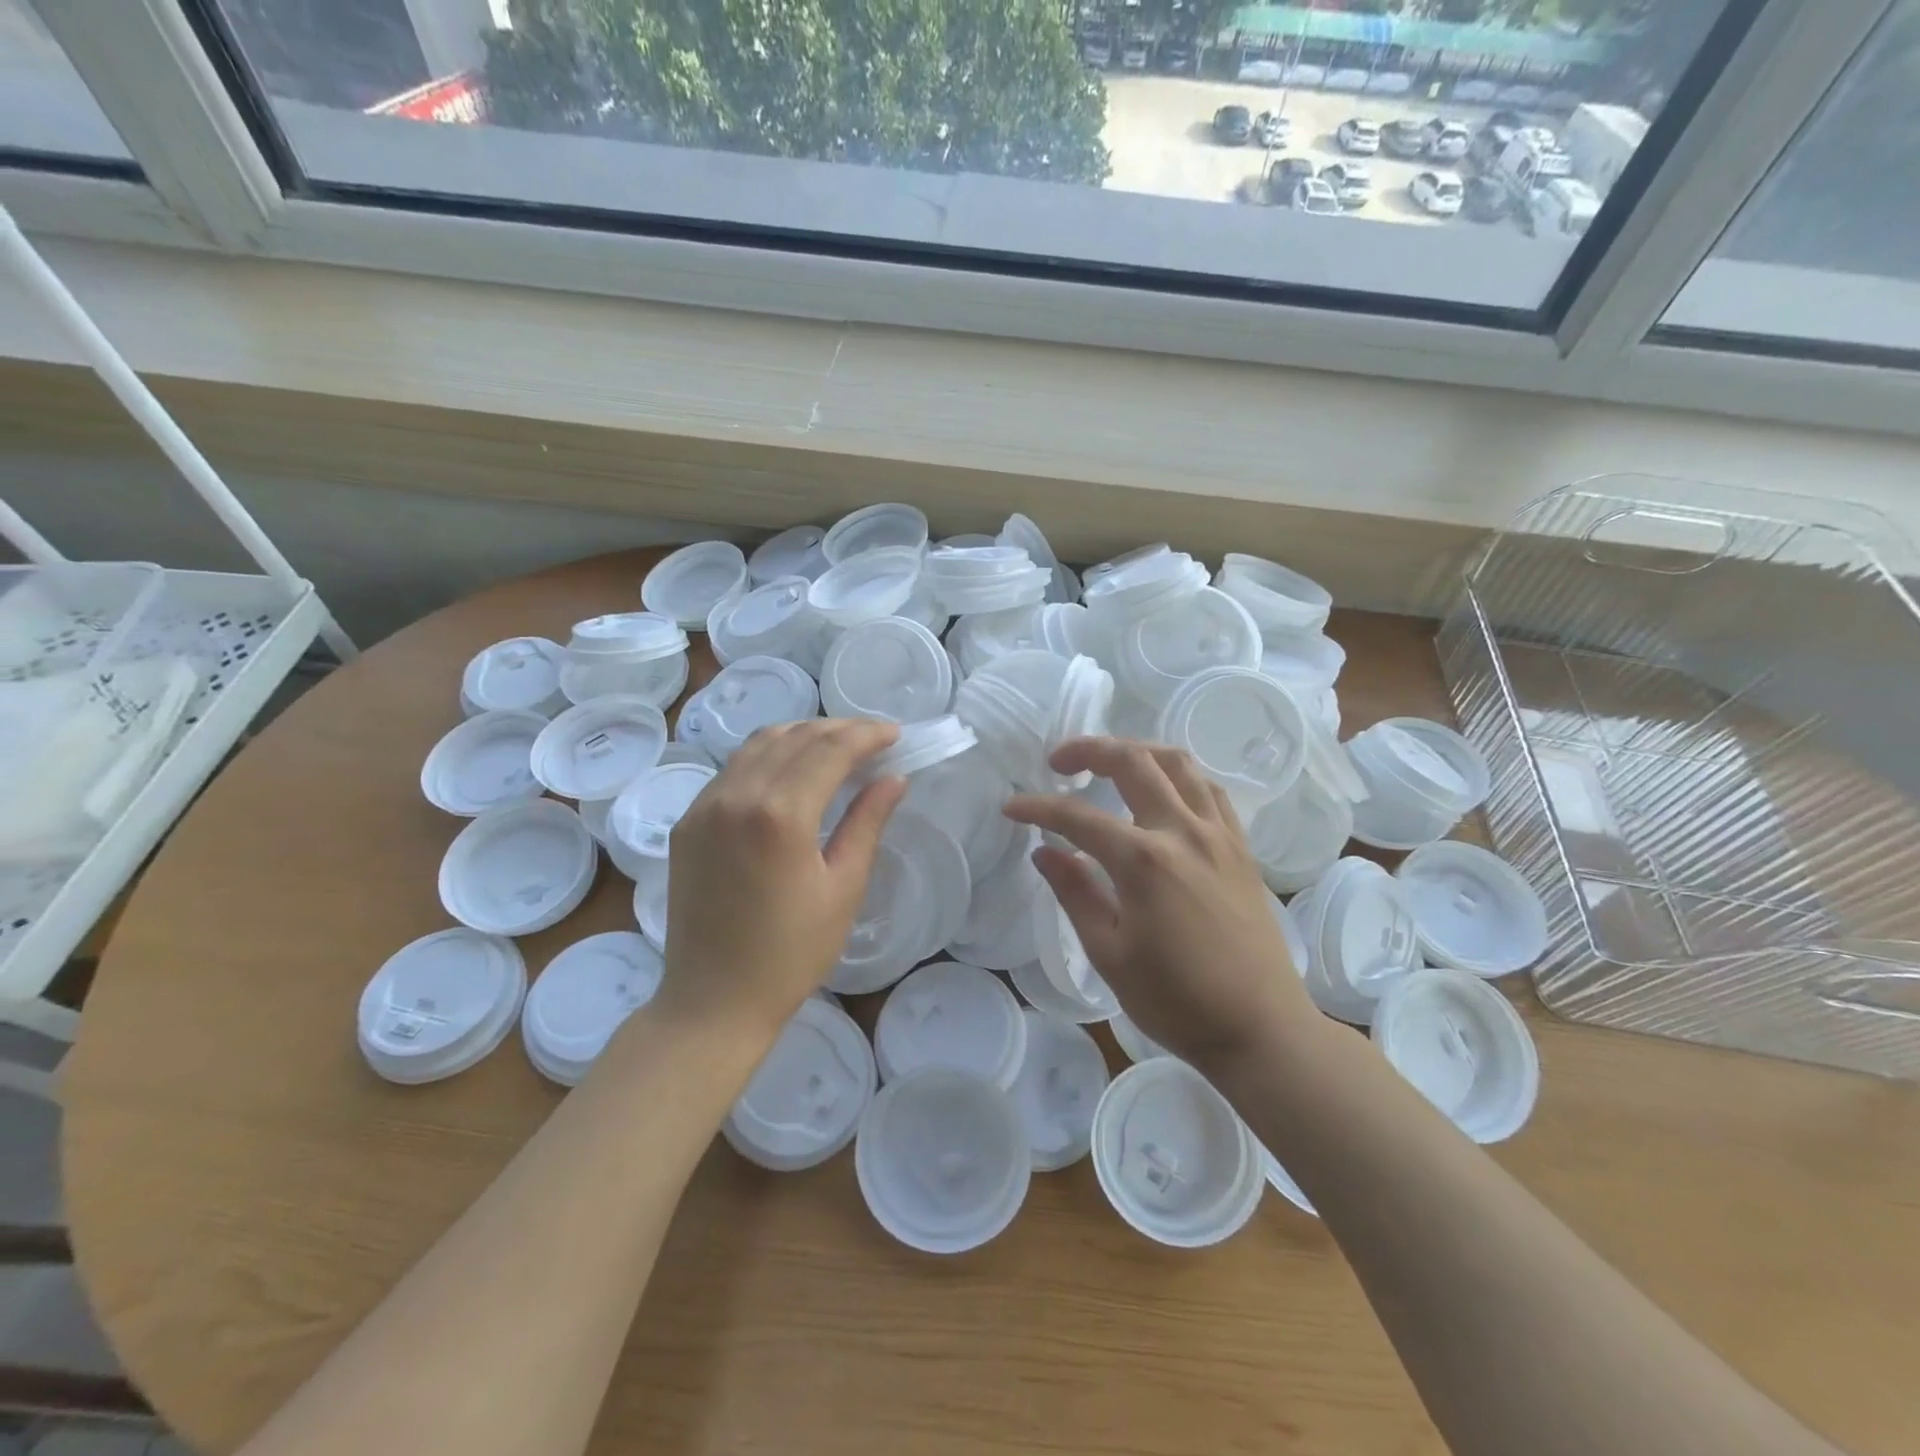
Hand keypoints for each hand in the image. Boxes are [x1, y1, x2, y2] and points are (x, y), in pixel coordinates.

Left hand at [657, 719, 905, 1042]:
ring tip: (835, 746)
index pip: (830, 749)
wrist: (713, 1000)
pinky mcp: (688, 822)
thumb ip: (867, 823)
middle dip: (838, 729)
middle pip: (794, 737)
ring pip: (758, 744)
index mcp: (780, 814)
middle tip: (872, 738)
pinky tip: (789, 771)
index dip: (866, 734)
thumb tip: (893, 778)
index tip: (895, 734)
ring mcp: (704, 806)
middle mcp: (737, 796)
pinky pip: (732, 769)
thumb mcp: (843, 888)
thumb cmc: (791, 953)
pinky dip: (768, 756)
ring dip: (801, 735)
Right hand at [1005, 738, 1320, 1073]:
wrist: (1261, 1028)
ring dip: (1137, 750)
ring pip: (1178, 762)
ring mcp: (1219, 834)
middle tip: (1058, 762)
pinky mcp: (1240, 846)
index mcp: (1144, 862)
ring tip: (1109, 762)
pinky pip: (1208, 788)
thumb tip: (1044, 851)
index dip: (1038, 807)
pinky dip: (1178, 774)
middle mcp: (1184, 832)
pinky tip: (1162, 790)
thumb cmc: (1177, 1002)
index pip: (1077, 817)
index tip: (1012, 808)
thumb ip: (1075, 893)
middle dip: (1088, 750)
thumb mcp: (1109, 955)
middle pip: (1133, 762)